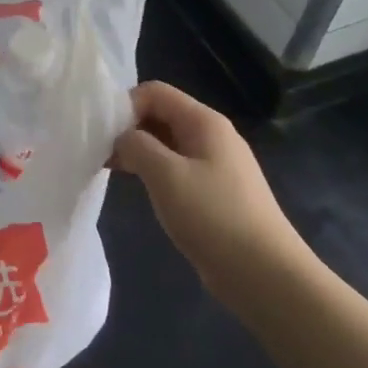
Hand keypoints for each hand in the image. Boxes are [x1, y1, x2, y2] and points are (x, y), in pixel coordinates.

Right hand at [110, 82, 305, 295]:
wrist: (265, 275)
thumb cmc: (213, 217)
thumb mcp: (165, 174)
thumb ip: (136, 145)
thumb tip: (123, 138)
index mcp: (204, 122)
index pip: (155, 92)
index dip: (125, 106)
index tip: (103, 136)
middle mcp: (212, 135)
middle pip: (161, 114)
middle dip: (128, 129)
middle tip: (102, 155)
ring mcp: (215, 164)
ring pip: (166, 142)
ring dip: (138, 151)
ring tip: (113, 171)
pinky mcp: (214, 191)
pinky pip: (176, 167)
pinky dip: (153, 171)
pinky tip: (140, 189)